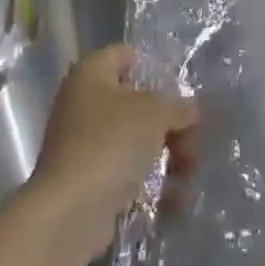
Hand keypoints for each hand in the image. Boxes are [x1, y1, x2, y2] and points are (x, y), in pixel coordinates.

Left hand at [26, 45, 198, 265]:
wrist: (70, 210)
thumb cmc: (111, 143)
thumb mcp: (155, 113)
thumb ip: (178, 106)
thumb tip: (190, 109)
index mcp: (90, 74)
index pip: (125, 55)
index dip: (154, 66)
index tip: (183, 87)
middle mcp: (83, 104)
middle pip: (137, 104)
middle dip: (170, 123)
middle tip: (194, 141)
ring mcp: (84, 144)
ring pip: (135, 141)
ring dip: (168, 156)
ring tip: (189, 175)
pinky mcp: (89, 180)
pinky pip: (128, 173)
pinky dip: (152, 184)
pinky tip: (176, 199)